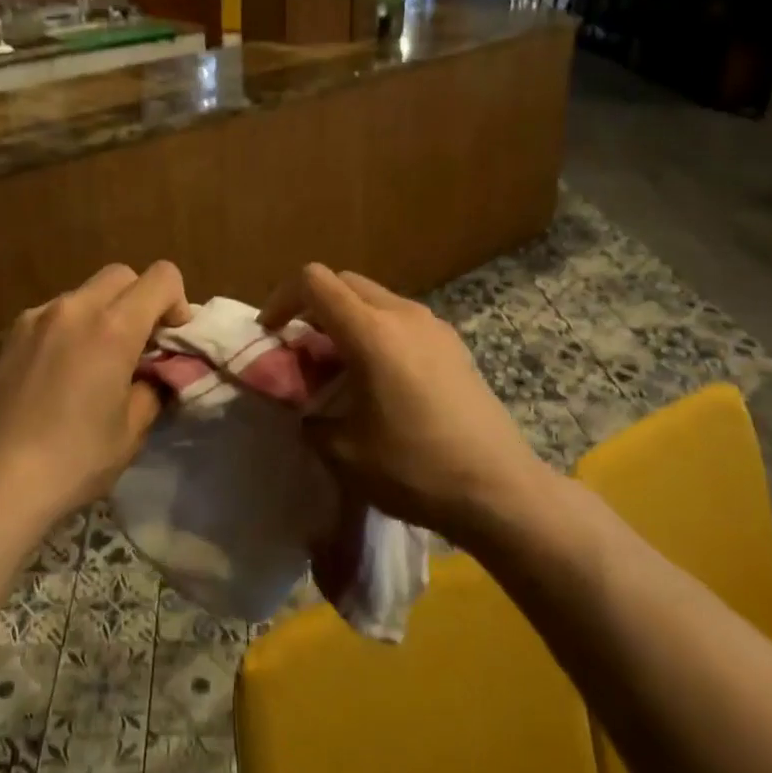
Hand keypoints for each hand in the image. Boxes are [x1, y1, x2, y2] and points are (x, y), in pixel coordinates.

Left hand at [0, 262, 191, 533]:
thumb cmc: (72, 461)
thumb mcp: (131, 432)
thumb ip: (152, 387)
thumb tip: (155, 373)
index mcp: (112, 327)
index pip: (162, 277)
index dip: (177, 302)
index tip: (170, 340)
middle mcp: (72, 309)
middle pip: (120, 275)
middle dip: (139, 300)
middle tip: (137, 347)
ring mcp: (32, 318)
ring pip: (81, 295)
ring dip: (99, 315)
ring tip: (92, 364)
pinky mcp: (3, 336)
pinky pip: (48, 317)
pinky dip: (65, 331)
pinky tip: (54, 377)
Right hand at [261, 264, 532, 543]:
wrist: (499, 490)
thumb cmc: (414, 468)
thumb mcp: (343, 451)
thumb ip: (309, 418)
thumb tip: (305, 410)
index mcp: (371, 331)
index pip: (314, 281)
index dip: (282, 299)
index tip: (272, 334)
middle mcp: (403, 314)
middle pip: (344, 282)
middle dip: (313, 307)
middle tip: (302, 350)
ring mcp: (434, 326)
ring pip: (375, 299)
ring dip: (347, 319)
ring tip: (340, 368)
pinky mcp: (454, 345)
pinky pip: (402, 319)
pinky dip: (377, 332)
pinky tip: (381, 380)